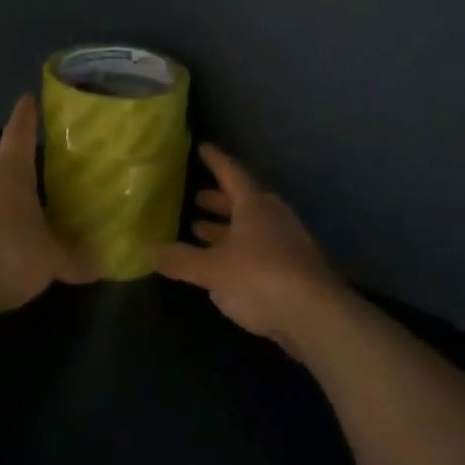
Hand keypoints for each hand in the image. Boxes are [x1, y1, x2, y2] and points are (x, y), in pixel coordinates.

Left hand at [0, 96, 94, 317]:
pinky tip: (11, 254)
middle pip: (8, 171)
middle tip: (53, 177)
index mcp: (10, 175)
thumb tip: (100, 265)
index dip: (26, 117)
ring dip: (12, 208)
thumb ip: (74, 260)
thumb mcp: (50, 260)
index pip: (19, 136)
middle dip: (28, 175)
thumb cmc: (5, 255)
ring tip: (37, 220)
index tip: (28, 98)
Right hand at [156, 143, 344, 355]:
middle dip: (218, 200)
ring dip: (226, 228)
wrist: (315, 316)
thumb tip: (149, 249)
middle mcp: (272, 217)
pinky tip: (222, 265)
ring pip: (250, 228)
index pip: (232, 173)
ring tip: (199, 230)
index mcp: (254, 205)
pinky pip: (258, 250)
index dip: (215, 161)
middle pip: (242, 201)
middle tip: (195, 197)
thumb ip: (180, 259)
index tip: (203, 148)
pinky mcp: (292, 270)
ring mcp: (286, 243)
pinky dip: (237, 251)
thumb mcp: (212, 269)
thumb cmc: (260, 278)